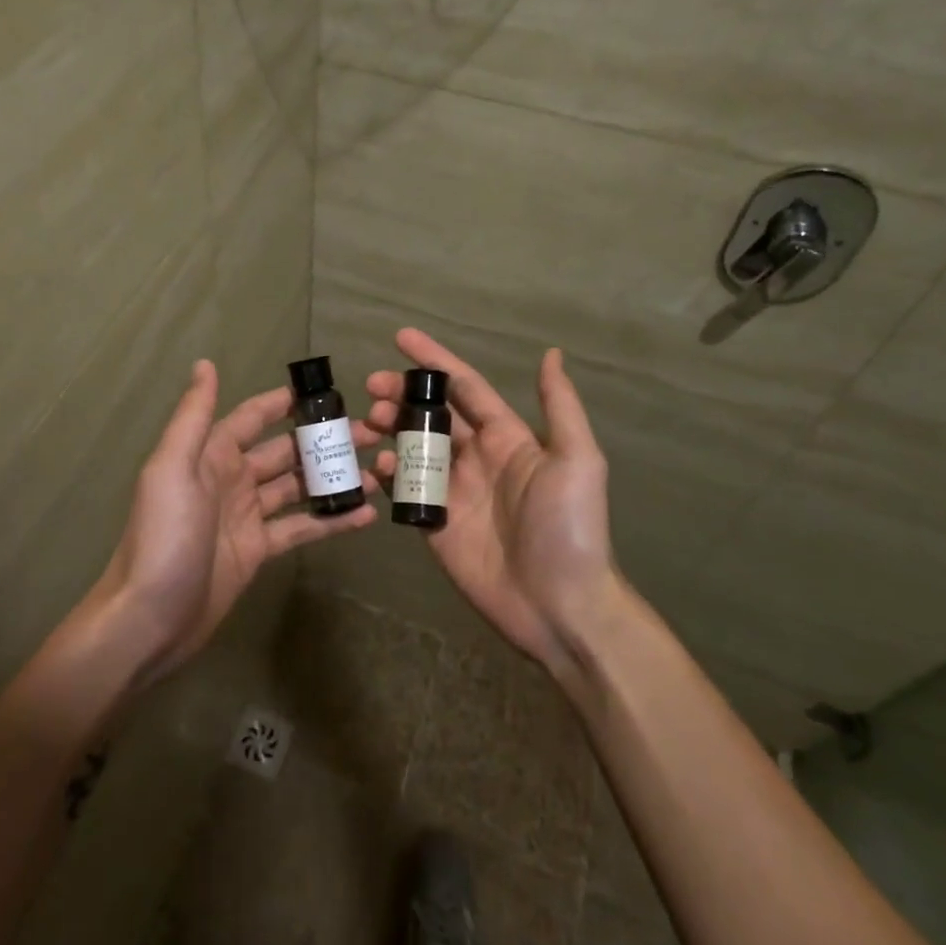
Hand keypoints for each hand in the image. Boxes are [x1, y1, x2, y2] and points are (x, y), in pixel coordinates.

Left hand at [94, 360, 379, 681]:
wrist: (150, 618)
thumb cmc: (163, 536)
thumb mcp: (173, 469)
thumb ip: (193, 416)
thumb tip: (205, 363)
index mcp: (211, 454)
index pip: (253, 417)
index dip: (285, 403)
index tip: (328, 392)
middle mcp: (231, 479)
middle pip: (284, 451)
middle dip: (322, 440)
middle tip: (372, 433)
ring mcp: (247, 516)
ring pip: (297, 487)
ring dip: (332, 478)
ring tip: (377, 470)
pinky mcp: (258, 550)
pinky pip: (300, 528)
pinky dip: (330, 520)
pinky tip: (364, 515)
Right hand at [365, 329, 624, 677]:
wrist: (559, 606)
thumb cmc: (569, 527)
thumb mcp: (576, 460)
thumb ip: (560, 406)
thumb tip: (552, 353)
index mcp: (507, 437)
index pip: (465, 387)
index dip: (434, 361)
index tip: (401, 338)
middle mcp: (476, 457)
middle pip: (431, 413)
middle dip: (402, 393)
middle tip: (372, 385)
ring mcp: (453, 491)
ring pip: (413, 447)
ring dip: (391, 428)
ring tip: (368, 420)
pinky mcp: (435, 523)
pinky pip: (405, 490)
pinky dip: (388, 473)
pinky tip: (379, 466)